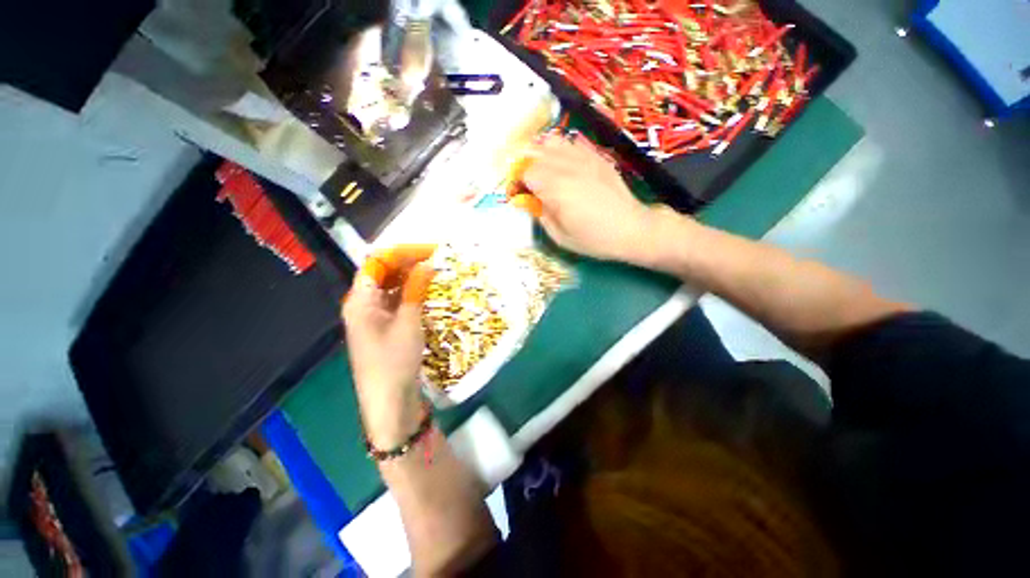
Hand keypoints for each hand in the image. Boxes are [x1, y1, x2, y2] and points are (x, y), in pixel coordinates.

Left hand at [342, 245, 435, 448]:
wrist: (389, 403)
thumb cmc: (394, 361)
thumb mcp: (408, 321)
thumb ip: (416, 289)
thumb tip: (428, 263)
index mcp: (361, 300)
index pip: (379, 262)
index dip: (404, 252)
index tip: (431, 250)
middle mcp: (364, 305)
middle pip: (384, 273)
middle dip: (410, 263)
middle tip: (438, 259)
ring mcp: (374, 317)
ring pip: (392, 287)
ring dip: (412, 278)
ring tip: (436, 272)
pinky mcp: (385, 328)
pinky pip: (398, 302)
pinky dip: (412, 294)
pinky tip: (429, 292)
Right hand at [521, 133, 667, 263]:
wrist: (632, 229)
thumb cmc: (595, 239)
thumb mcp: (560, 237)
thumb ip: (540, 215)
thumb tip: (527, 201)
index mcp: (555, 189)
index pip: (525, 172)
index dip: (518, 183)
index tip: (520, 194)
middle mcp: (567, 167)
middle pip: (535, 153)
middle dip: (526, 167)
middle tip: (529, 184)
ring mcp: (584, 158)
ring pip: (552, 141)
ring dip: (542, 154)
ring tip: (545, 171)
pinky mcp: (597, 156)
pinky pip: (572, 143)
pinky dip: (562, 150)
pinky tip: (565, 165)